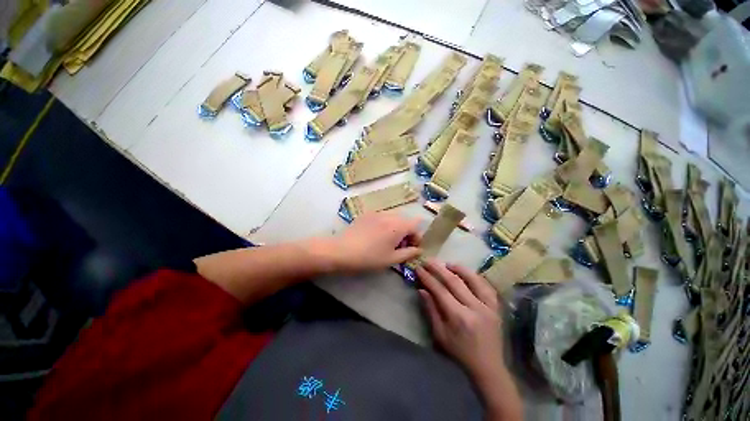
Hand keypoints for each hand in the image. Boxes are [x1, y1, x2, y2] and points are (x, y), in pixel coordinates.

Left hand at [327, 211, 421, 272]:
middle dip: (406, 233)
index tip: (412, 248)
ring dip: (396, 228)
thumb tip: (419, 250)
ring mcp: (377, 212)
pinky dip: (385, 225)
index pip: (416, 225)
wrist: (342, 250)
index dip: (417, 236)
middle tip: (399, 247)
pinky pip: (382, 217)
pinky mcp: (367, 214)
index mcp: (398, 225)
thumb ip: (409, 253)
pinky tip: (375, 236)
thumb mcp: (392, 259)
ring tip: (387, 242)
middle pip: (405, 220)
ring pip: (393, 218)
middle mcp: (389, 215)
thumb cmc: (369, 257)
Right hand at [416, 260, 503, 378]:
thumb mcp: (440, 335)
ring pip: (473, 279)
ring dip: (458, 269)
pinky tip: (467, 273)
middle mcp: (474, 308)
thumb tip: (422, 290)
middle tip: (428, 260)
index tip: (419, 268)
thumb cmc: (460, 352)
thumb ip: (431, 310)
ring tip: (447, 263)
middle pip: (454, 281)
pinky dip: (475, 276)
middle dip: (438, 268)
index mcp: (459, 317)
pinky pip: (486, 286)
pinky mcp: (496, 307)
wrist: (488, 367)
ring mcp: (488, 306)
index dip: (428, 277)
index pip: (440, 290)